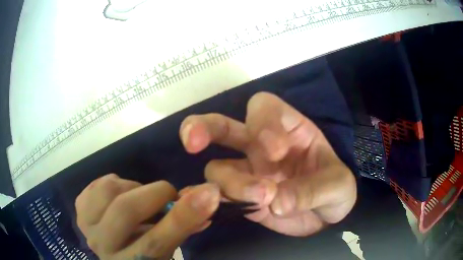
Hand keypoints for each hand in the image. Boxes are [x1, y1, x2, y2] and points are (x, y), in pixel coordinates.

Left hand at [75, 174, 219, 259]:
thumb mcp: (168, 248)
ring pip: (109, 190)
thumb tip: (207, 199)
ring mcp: (86, 226)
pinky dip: (115, 183)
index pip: (157, 241)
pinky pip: (98, 182)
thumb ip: (184, 225)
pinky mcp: (79, 208)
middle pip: (126, 210)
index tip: (208, 193)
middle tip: (168, 193)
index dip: (182, 217)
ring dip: (132, 188)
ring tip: (139, 198)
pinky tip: (119, 197)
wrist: (114, 253)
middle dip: (155, 194)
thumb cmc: (145, 255)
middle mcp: (103, 247)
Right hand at [179, 92, 356, 235]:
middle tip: (192, 141)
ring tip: (260, 199)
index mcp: (288, 129)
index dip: (262, 122)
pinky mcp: (241, 198)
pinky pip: (218, 196)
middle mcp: (260, 146)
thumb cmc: (336, 190)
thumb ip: (312, 190)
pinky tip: (210, 207)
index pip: (263, 108)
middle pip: (222, 127)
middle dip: (203, 128)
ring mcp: (248, 173)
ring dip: (231, 183)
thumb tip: (277, 202)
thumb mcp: (337, 185)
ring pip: (218, 169)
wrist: (326, 219)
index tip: (274, 151)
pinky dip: (210, 201)